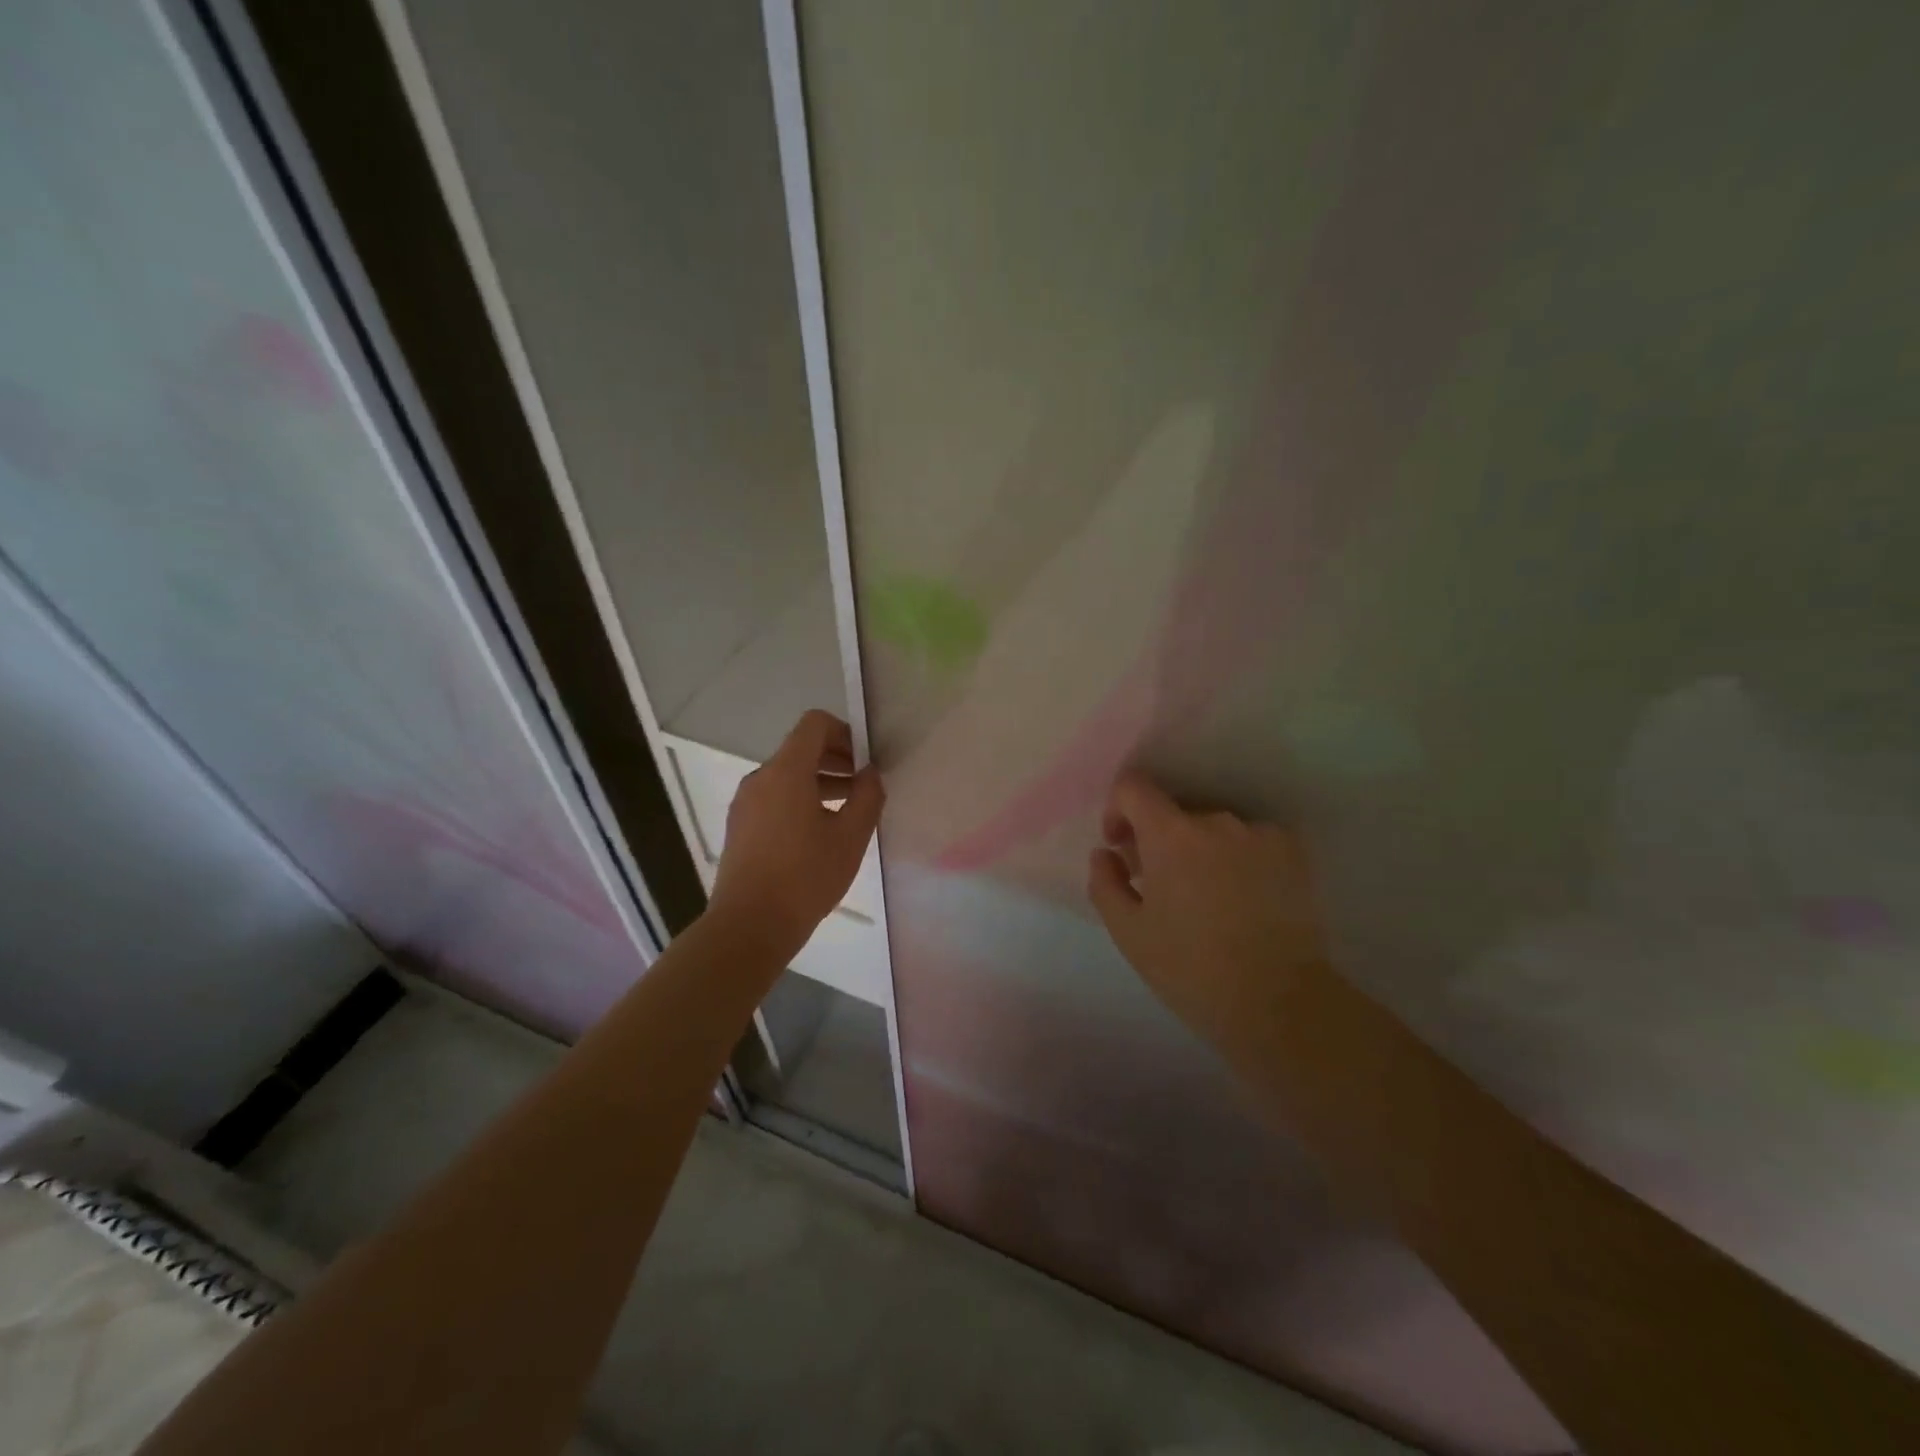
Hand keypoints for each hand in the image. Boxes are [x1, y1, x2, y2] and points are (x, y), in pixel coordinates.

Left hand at [707, 710, 883, 953]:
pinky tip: (820, 833)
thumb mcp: (851, 836)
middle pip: (801, 749)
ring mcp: (745, 803)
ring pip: (788, 776)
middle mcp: (760, 778)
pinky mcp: (740, 826)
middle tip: (864, 787)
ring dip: (821, 782)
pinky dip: (800, 800)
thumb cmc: (806, 876)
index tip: (865, 761)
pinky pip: (774, 797)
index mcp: (786, 771)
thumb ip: (867, 796)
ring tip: (848, 812)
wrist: (750, 925)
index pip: (814, 724)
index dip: (845, 732)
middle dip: (836, 760)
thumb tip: (870, 773)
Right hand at [1088, 772, 1328, 1047]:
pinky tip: (1240, 899)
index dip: (1117, 809)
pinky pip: (1248, 840)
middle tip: (1158, 884)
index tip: (1121, 847)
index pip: (1133, 786)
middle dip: (1158, 839)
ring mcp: (1259, 833)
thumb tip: (1106, 854)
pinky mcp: (1293, 852)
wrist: (1279, 1002)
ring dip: (1198, 849)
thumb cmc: (1191, 968)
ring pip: (1212, 828)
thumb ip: (1106, 883)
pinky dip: (1235, 858)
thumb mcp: (1129, 933)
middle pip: (1174, 811)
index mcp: (1171, 834)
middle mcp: (1216, 820)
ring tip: (1204, 897)